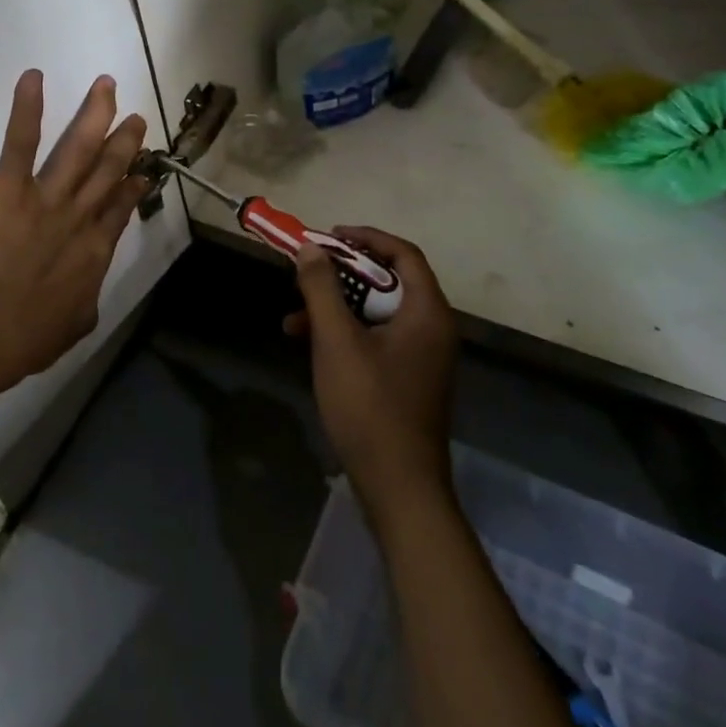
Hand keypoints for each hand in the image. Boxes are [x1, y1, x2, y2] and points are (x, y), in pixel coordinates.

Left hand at [0, 70, 149, 387]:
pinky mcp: (10, 188)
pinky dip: (27, 108)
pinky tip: (33, 76)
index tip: (142, 170)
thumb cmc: (22, 338)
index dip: (132, 186)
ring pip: (77, 148)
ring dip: (94, 113)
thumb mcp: (71, 328)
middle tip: (136, 118)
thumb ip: (84, 306)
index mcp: (94, 251)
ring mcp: (47, 198)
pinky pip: (21, 142)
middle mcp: (78, 216)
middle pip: (107, 170)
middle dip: (123, 142)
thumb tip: (87, 298)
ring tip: (105, 85)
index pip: (119, 208)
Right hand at [287, 227, 459, 523]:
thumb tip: (311, 249)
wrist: (399, 488)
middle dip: (341, 275)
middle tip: (306, 273)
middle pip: (387, 281)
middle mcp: (431, 328)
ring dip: (335, 307)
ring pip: (376, 311)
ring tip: (293, 317)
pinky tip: (307, 344)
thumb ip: (322, 289)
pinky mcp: (407, 378)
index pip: (402, 254)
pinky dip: (344, 334)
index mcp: (426, 313)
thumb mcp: (337, 341)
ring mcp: (421, 356)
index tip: (327, 238)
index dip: (365, 238)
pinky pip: (375, 338)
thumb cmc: (370, 406)